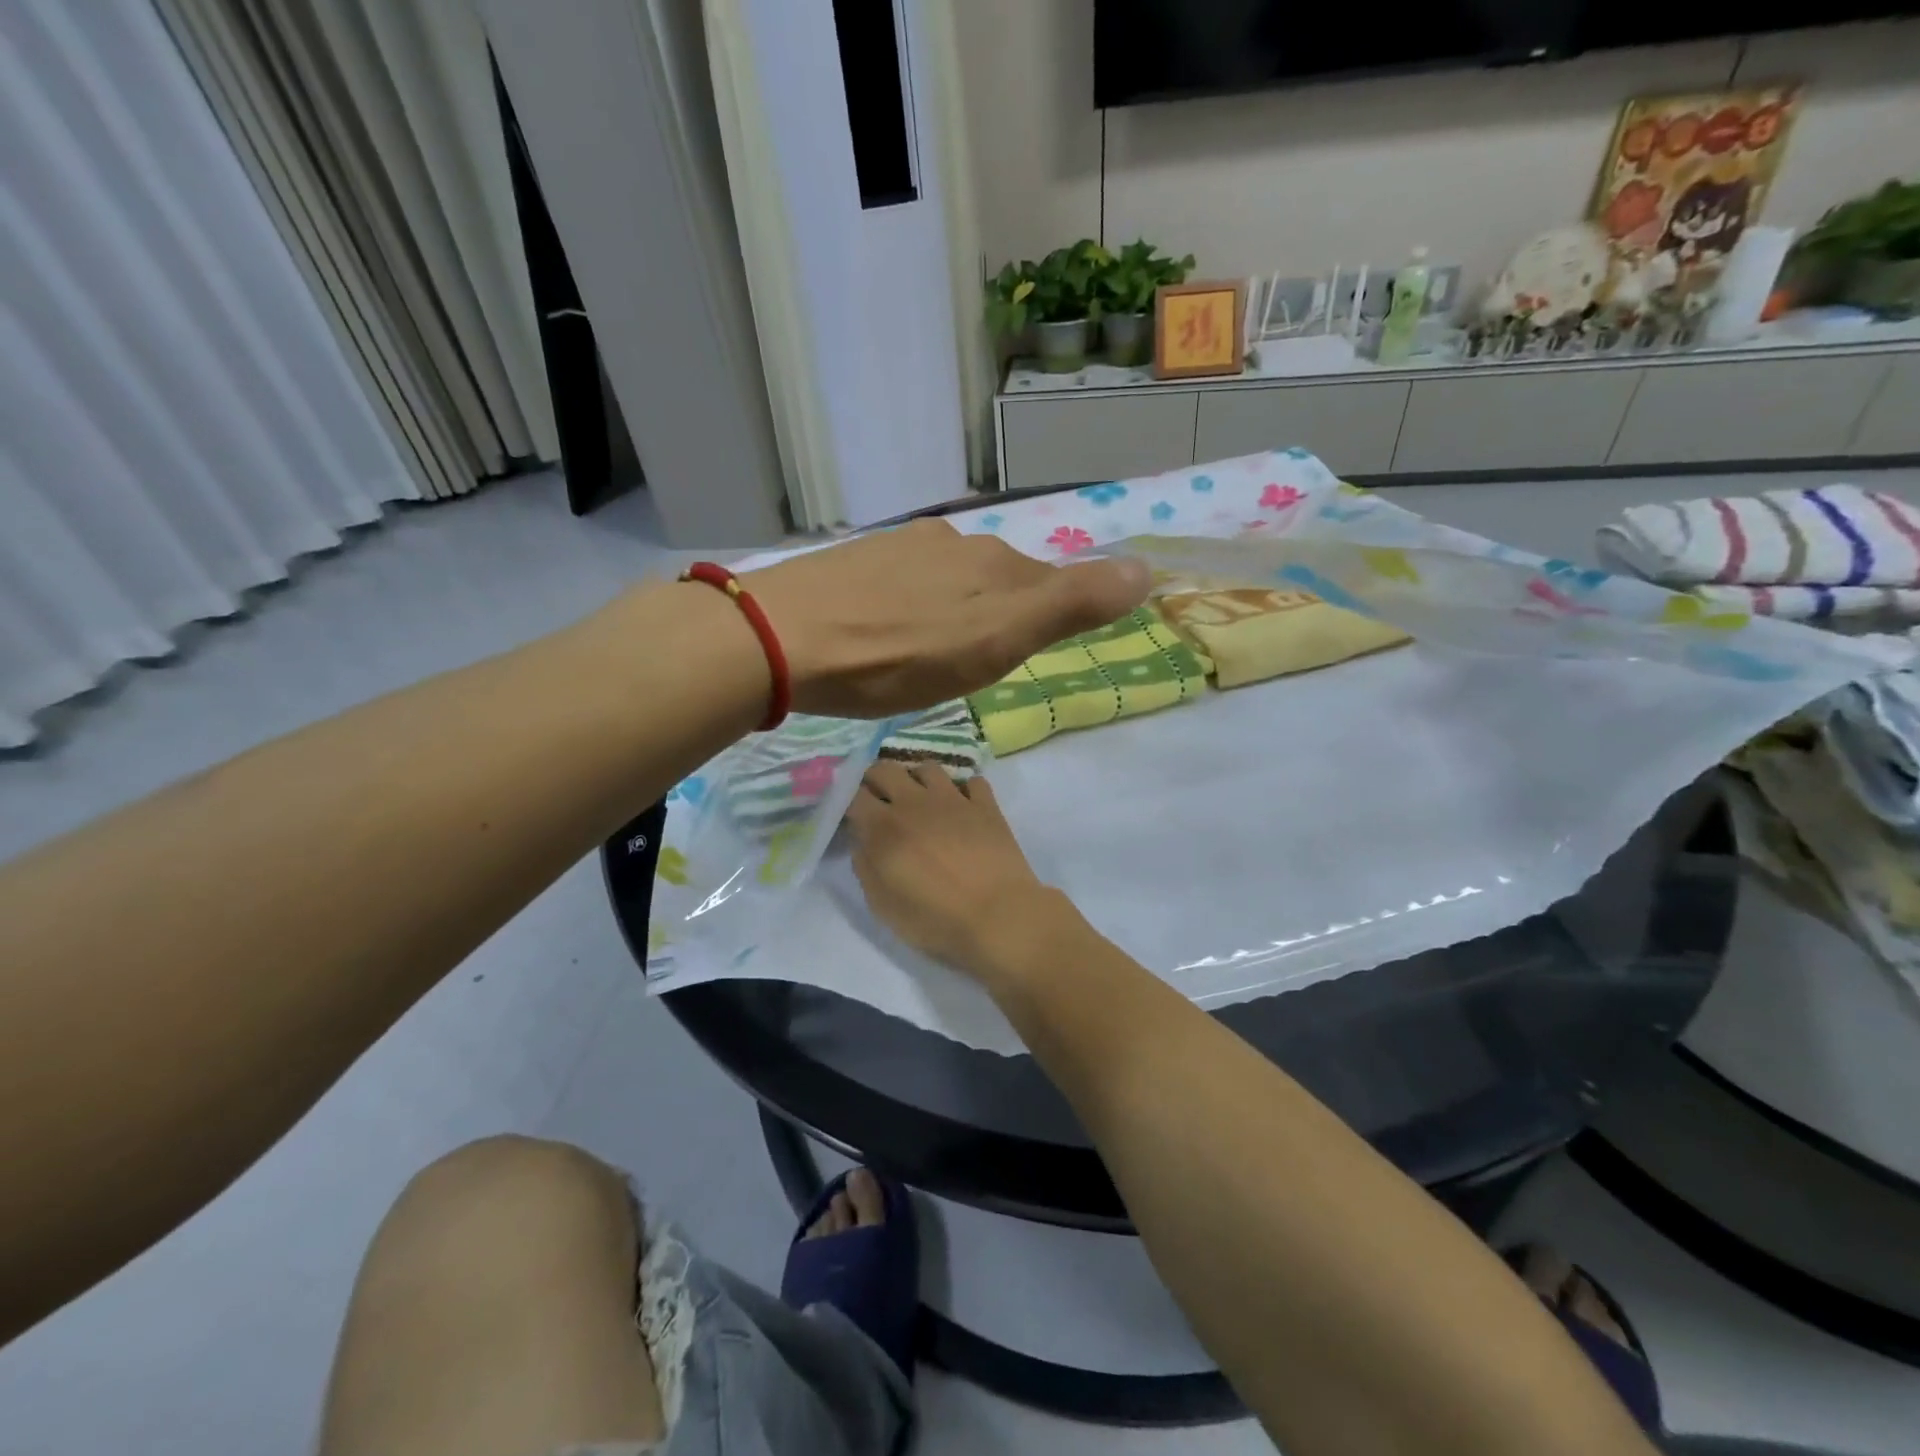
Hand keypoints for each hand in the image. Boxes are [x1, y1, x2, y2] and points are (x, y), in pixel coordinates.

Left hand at [743, 520, 1147, 718]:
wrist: (783, 639)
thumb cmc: (900, 653)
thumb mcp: (998, 638)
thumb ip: (1070, 605)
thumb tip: (1146, 568)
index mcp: (990, 562)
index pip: (1042, 583)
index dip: (1040, 620)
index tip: (1017, 659)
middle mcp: (948, 542)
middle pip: (992, 580)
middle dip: (993, 617)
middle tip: (971, 666)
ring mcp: (894, 549)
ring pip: (943, 581)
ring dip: (947, 614)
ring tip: (924, 656)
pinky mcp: (849, 564)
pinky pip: (897, 586)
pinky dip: (903, 610)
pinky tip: (880, 635)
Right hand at [845, 762, 1061, 975]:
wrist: (998, 916)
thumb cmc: (935, 919)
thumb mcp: (883, 906)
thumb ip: (865, 868)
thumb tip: (862, 842)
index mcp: (884, 827)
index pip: (854, 794)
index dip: (848, 800)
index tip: (852, 814)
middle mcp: (915, 802)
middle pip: (886, 769)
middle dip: (876, 779)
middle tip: (880, 800)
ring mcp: (954, 800)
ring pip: (929, 768)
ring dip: (918, 779)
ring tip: (921, 800)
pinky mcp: (986, 806)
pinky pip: (972, 782)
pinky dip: (964, 791)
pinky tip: (963, 808)